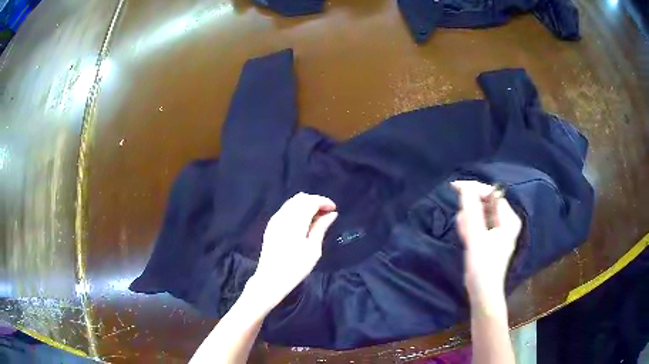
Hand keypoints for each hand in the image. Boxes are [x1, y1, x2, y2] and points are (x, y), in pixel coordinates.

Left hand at [247, 193, 337, 312]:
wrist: (270, 279)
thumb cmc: (295, 267)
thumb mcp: (313, 249)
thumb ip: (321, 228)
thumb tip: (331, 214)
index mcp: (295, 221)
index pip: (311, 201)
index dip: (324, 201)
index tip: (334, 209)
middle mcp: (283, 216)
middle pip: (301, 198)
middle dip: (315, 201)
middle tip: (326, 213)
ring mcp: (275, 220)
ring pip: (292, 202)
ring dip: (305, 205)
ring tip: (317, 218)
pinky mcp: (271, 226)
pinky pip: (285, 209)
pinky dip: (296, 210)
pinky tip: (303, 223)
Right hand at [452, 181, 521, 305]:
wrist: (482, 293)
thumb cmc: (483, 266)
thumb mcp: (476, 237)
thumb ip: (472, 211)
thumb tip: (465, 188)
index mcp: (509, 219)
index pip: (492, 194)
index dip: (474, 189)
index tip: (455, 187)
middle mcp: (506, 221)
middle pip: (485, 203)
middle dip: (470, 211)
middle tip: (464, 227)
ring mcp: (498, 230)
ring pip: (478, 213)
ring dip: (468, 221)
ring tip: (466, 237)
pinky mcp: (489, 238)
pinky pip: (477, 224)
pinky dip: (469, 228)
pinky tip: (466, 239)